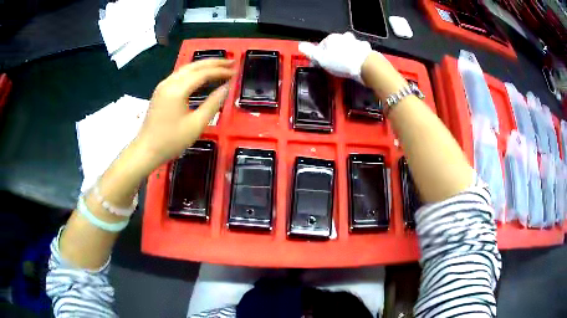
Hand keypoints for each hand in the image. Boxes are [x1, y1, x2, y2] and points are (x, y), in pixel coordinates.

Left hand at [133, 59, 235, 172]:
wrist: (146, 150)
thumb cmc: (171, 141)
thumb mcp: (196, 125)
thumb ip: (213, 103)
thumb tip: (226, 88)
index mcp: (177, 89)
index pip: (203, 73)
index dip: (220, 71)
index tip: (235, 72)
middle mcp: (169, 82)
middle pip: (194, 66)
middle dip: (214, 63)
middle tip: (231, 63)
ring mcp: (163, 85)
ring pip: (186, 68)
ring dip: (204, 66)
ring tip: (220, 66)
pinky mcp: (161, 91)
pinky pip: (180, 75)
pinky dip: (194, 72)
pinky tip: (202, 76)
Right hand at [298, 32, 372, 82]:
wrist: (365, 65)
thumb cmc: (341, 62)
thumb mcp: (321, 59)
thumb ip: (310, 52)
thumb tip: (300, 45)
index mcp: (331, 38)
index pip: (322, 44)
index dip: (320, 54)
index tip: (322, 64)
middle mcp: (343, 36)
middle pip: (336, 44)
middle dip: (334, 52)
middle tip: (334, 64)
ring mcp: (356, 41)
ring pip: (348, 46)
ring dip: (347, 52)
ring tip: (346, 63)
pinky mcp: (366, 49)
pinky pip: (359, 51)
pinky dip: (358, 55)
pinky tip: (357, 62)